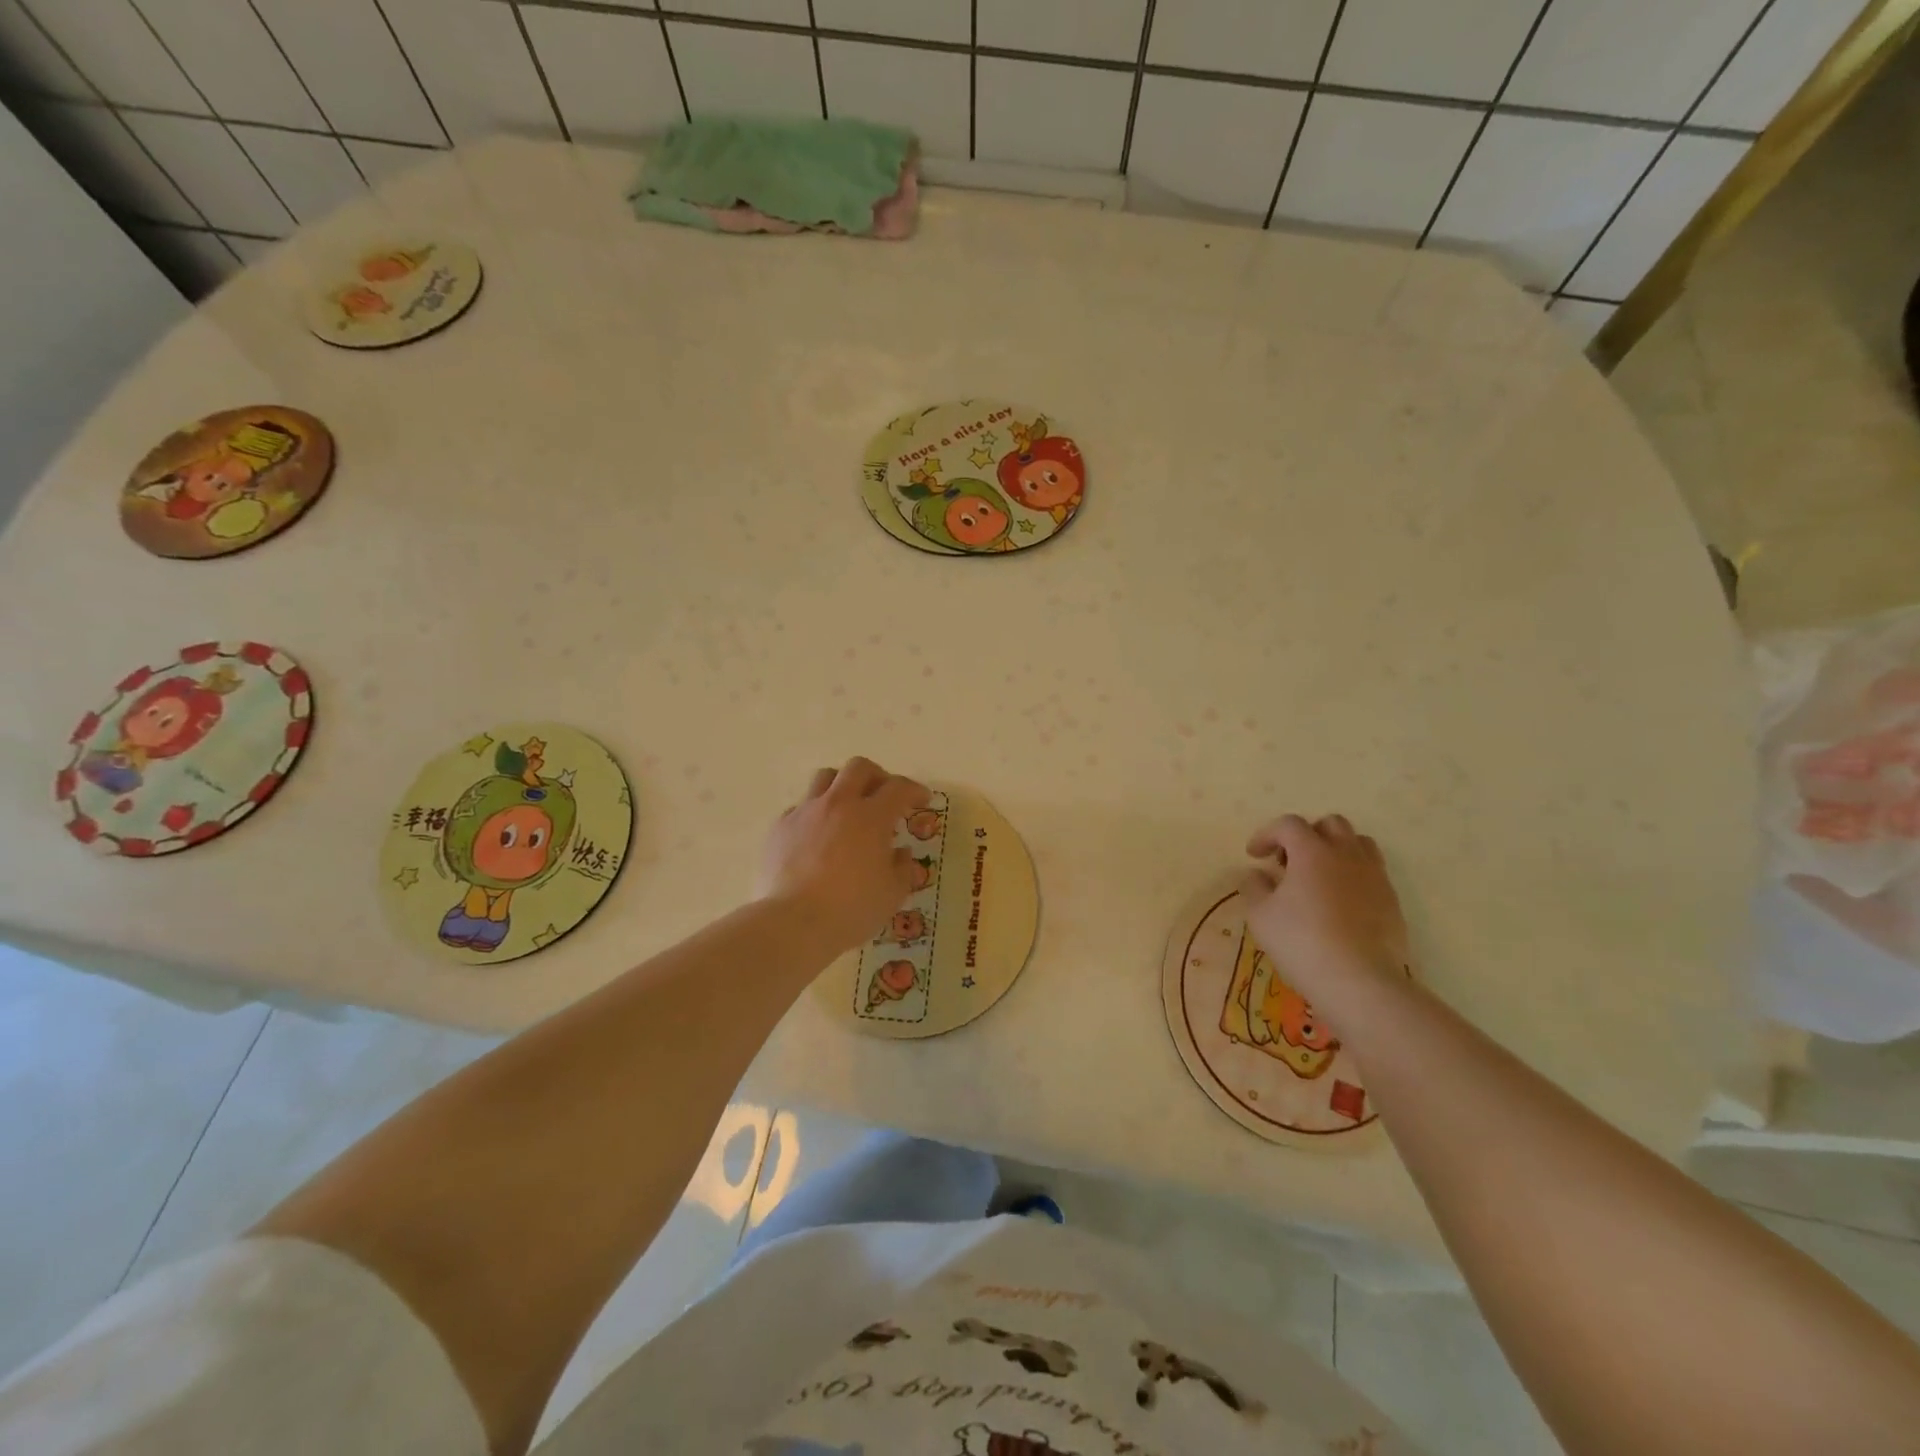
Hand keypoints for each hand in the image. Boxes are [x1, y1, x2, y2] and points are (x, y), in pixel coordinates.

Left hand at [760, 757, 930, 954]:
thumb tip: (899, 853)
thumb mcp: (892, 894)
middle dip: (877, 776)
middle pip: (859, 768)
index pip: (899, 788)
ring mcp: (805, 812)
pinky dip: (815, 814)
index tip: (922, 799)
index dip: (914, 789)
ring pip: (825, 778)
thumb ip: (902, 869)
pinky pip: (800, 807)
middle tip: (884, 796)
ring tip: (848, 808)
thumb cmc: (851, 909)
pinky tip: (817, 837)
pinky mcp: (780, 827)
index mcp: (871, 817)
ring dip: (842, 786)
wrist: (792, 923)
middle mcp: (838, 804)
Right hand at [1241, 814, 1409, 1006]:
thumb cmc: (1302, 942)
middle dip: (1306, 835)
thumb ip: (1254, 886)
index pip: (1288, 824)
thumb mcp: (1260, 915)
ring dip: (1335, 850)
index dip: (1267, 834)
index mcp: (1313, 851)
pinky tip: (1339, 903)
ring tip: (1319, 876)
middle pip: (1330, 824)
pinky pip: (1372, 873)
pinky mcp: (1392, 901)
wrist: (1360, 982)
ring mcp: (1375, 876)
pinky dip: (1353, 876)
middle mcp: (1347, 854)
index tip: (1254, 855)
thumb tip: (1256, 874)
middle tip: (1289, 862)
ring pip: (1358, 844)